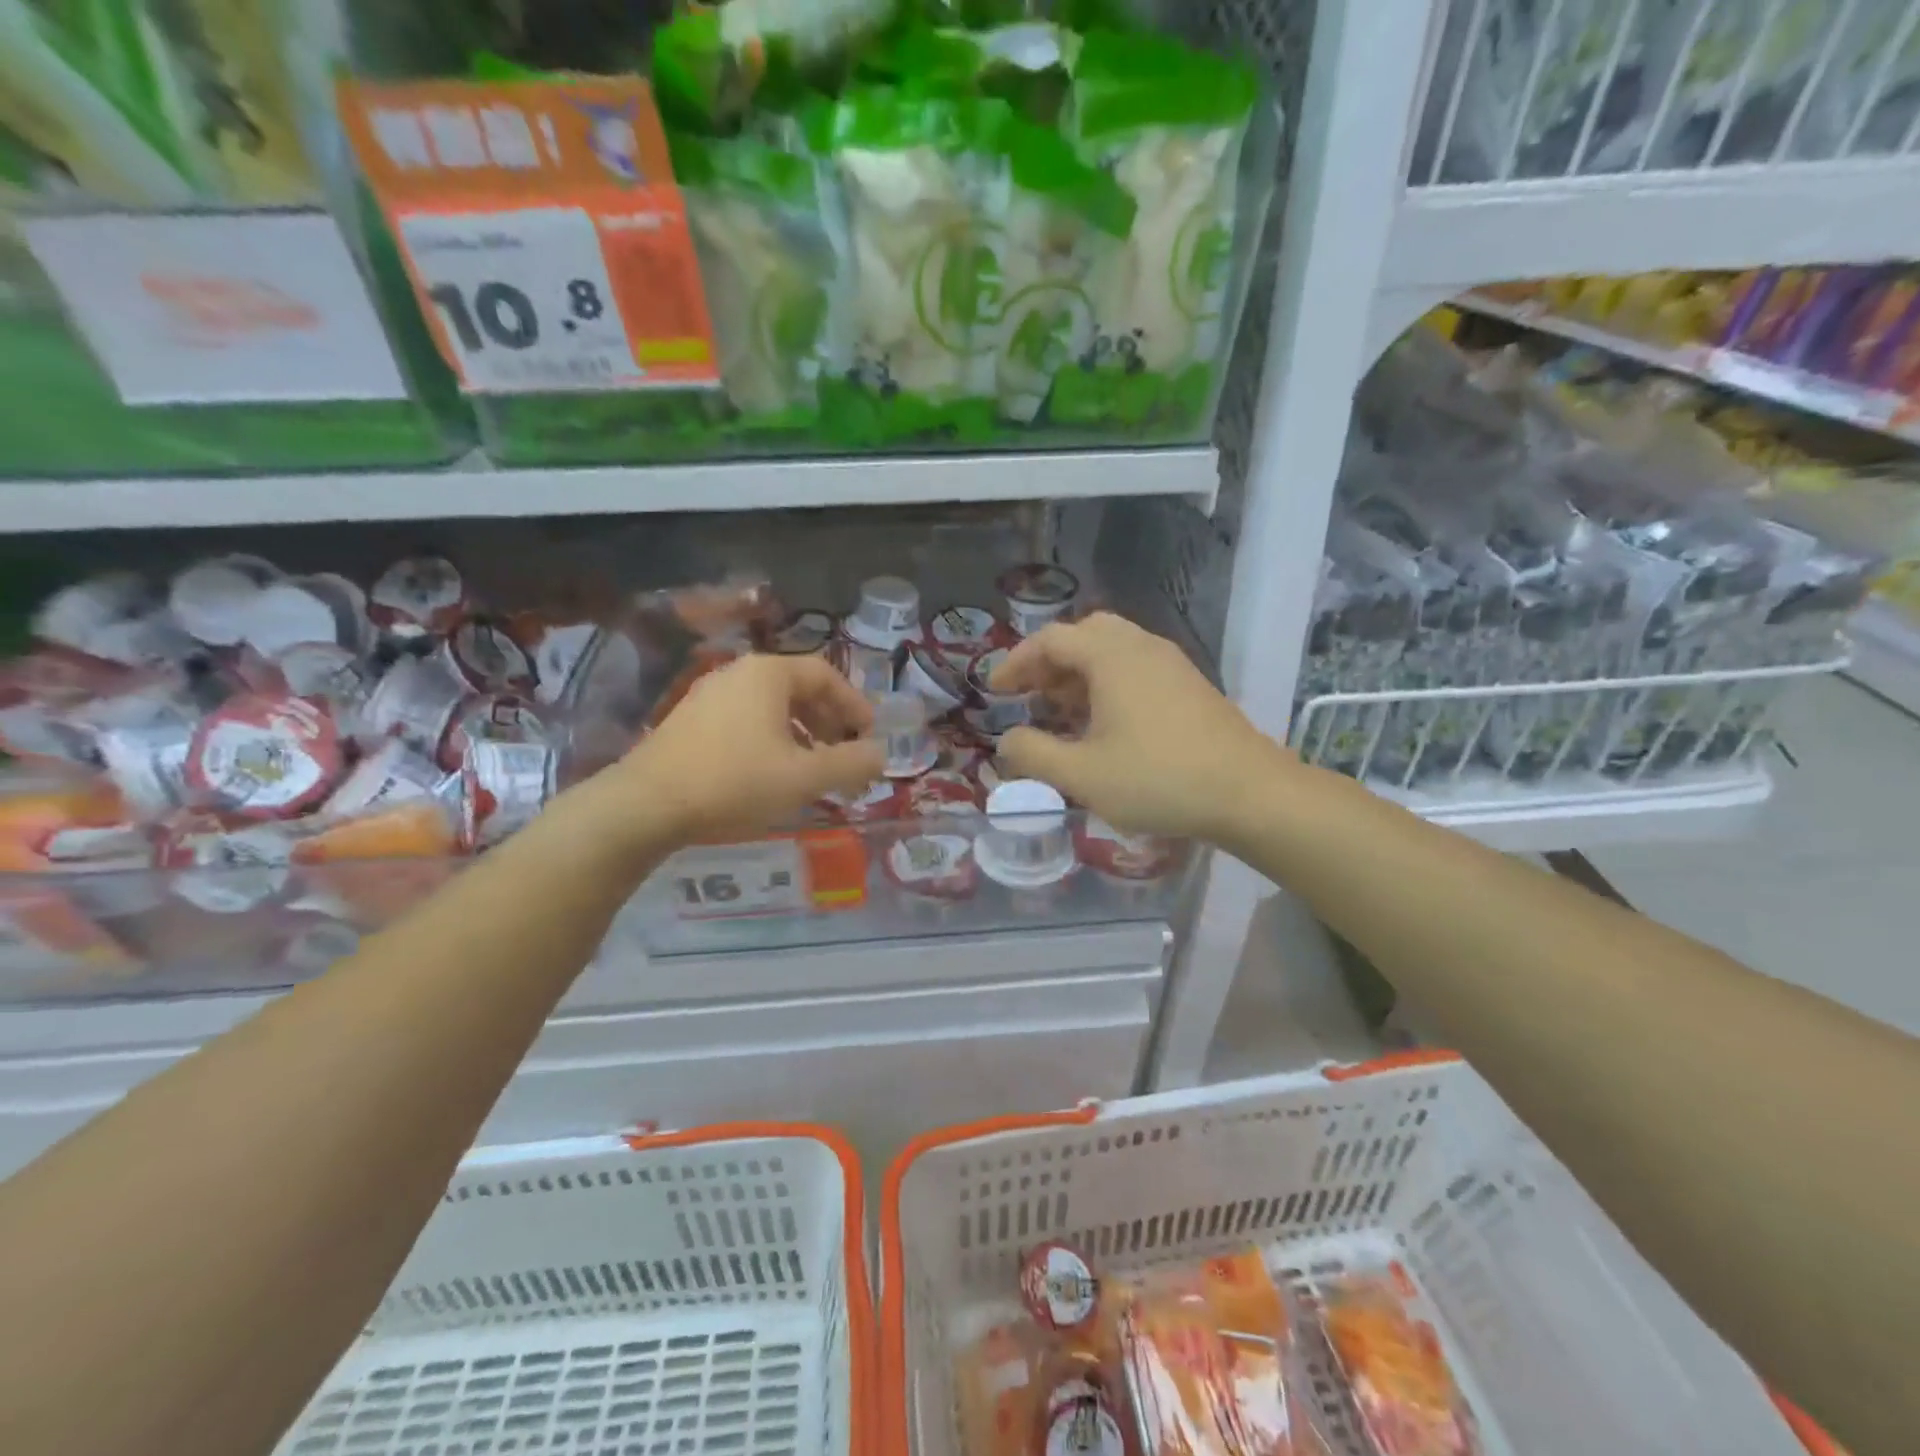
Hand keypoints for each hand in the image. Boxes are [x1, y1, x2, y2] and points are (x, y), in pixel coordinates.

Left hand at [605, 653, 883, 846]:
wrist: (646, 805)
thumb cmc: (735, 782)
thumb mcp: (805, 777)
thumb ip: (851, 763)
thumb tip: (880, 754)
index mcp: (768, 674)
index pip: (826, 674)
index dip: (854, 705)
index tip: (869, 736)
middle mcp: (737, 673)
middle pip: (798, 689)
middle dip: (828, 722)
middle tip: (843, 755)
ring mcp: (708, 695)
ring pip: (770, 707)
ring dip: (801, 734)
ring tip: (811, 770)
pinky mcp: (688, 722)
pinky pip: (745, 721)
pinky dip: (771, 740)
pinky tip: (770, 775)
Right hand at [991, 614, 1289, 840]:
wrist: (1250, 793)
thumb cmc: (1158, 779)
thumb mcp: (1082, 774)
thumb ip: (1033, 754)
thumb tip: (1006, 742)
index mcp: (1111, 656)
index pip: (1050, 640)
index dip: (1016, 662)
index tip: (995, 691)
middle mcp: (1141, 647)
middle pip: (1084, 635)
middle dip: (1049, 663)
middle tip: (1030, 695)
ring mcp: (1171, 664)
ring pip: (1113, 651)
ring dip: (1079, 674)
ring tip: (1061, 712)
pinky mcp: (1190, 685)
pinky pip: (1136, 668)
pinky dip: (1107, 683)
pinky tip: (1104, 724)